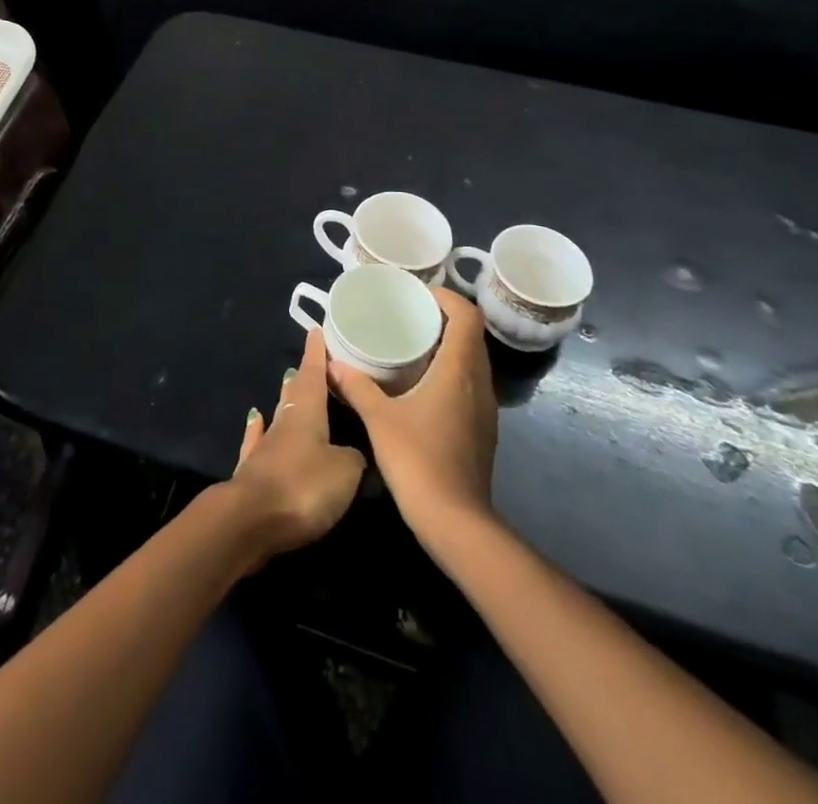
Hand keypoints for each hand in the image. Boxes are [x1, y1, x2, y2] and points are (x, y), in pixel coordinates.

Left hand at [224, 325, 366, 563]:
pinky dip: (258, 429)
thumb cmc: (303, 486)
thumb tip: (352, 453)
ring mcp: (264, 446)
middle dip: (304, 375)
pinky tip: (255, 419)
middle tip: (311, 361)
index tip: (317, 330)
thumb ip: (353, 458)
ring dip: (285, 399)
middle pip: (295, 392)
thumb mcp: (344, 472)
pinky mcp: (252, 471)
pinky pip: (258, 441)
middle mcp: (284, 422)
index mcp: (307, 412)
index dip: (317, 353)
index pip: (313, 373)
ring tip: (288, 382)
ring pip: (278, 414)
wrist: (250, 520)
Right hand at [328, 288, 498, 541]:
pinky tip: (423, 384)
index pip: (467, 316)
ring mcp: (485, 409)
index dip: (447, 298)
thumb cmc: (418, 460)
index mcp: (459, 370)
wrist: (456, 523)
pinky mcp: (482, 430)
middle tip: (409, 315)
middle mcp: (479, 383)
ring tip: (414, 344)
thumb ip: (356, 387)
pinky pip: (471, 384)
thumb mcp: (379, 419)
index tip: (418, 295)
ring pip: (474, 361)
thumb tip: (331, 363)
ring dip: (450, 346)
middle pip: (472, 335)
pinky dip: (452, 371)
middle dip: (444, 318)